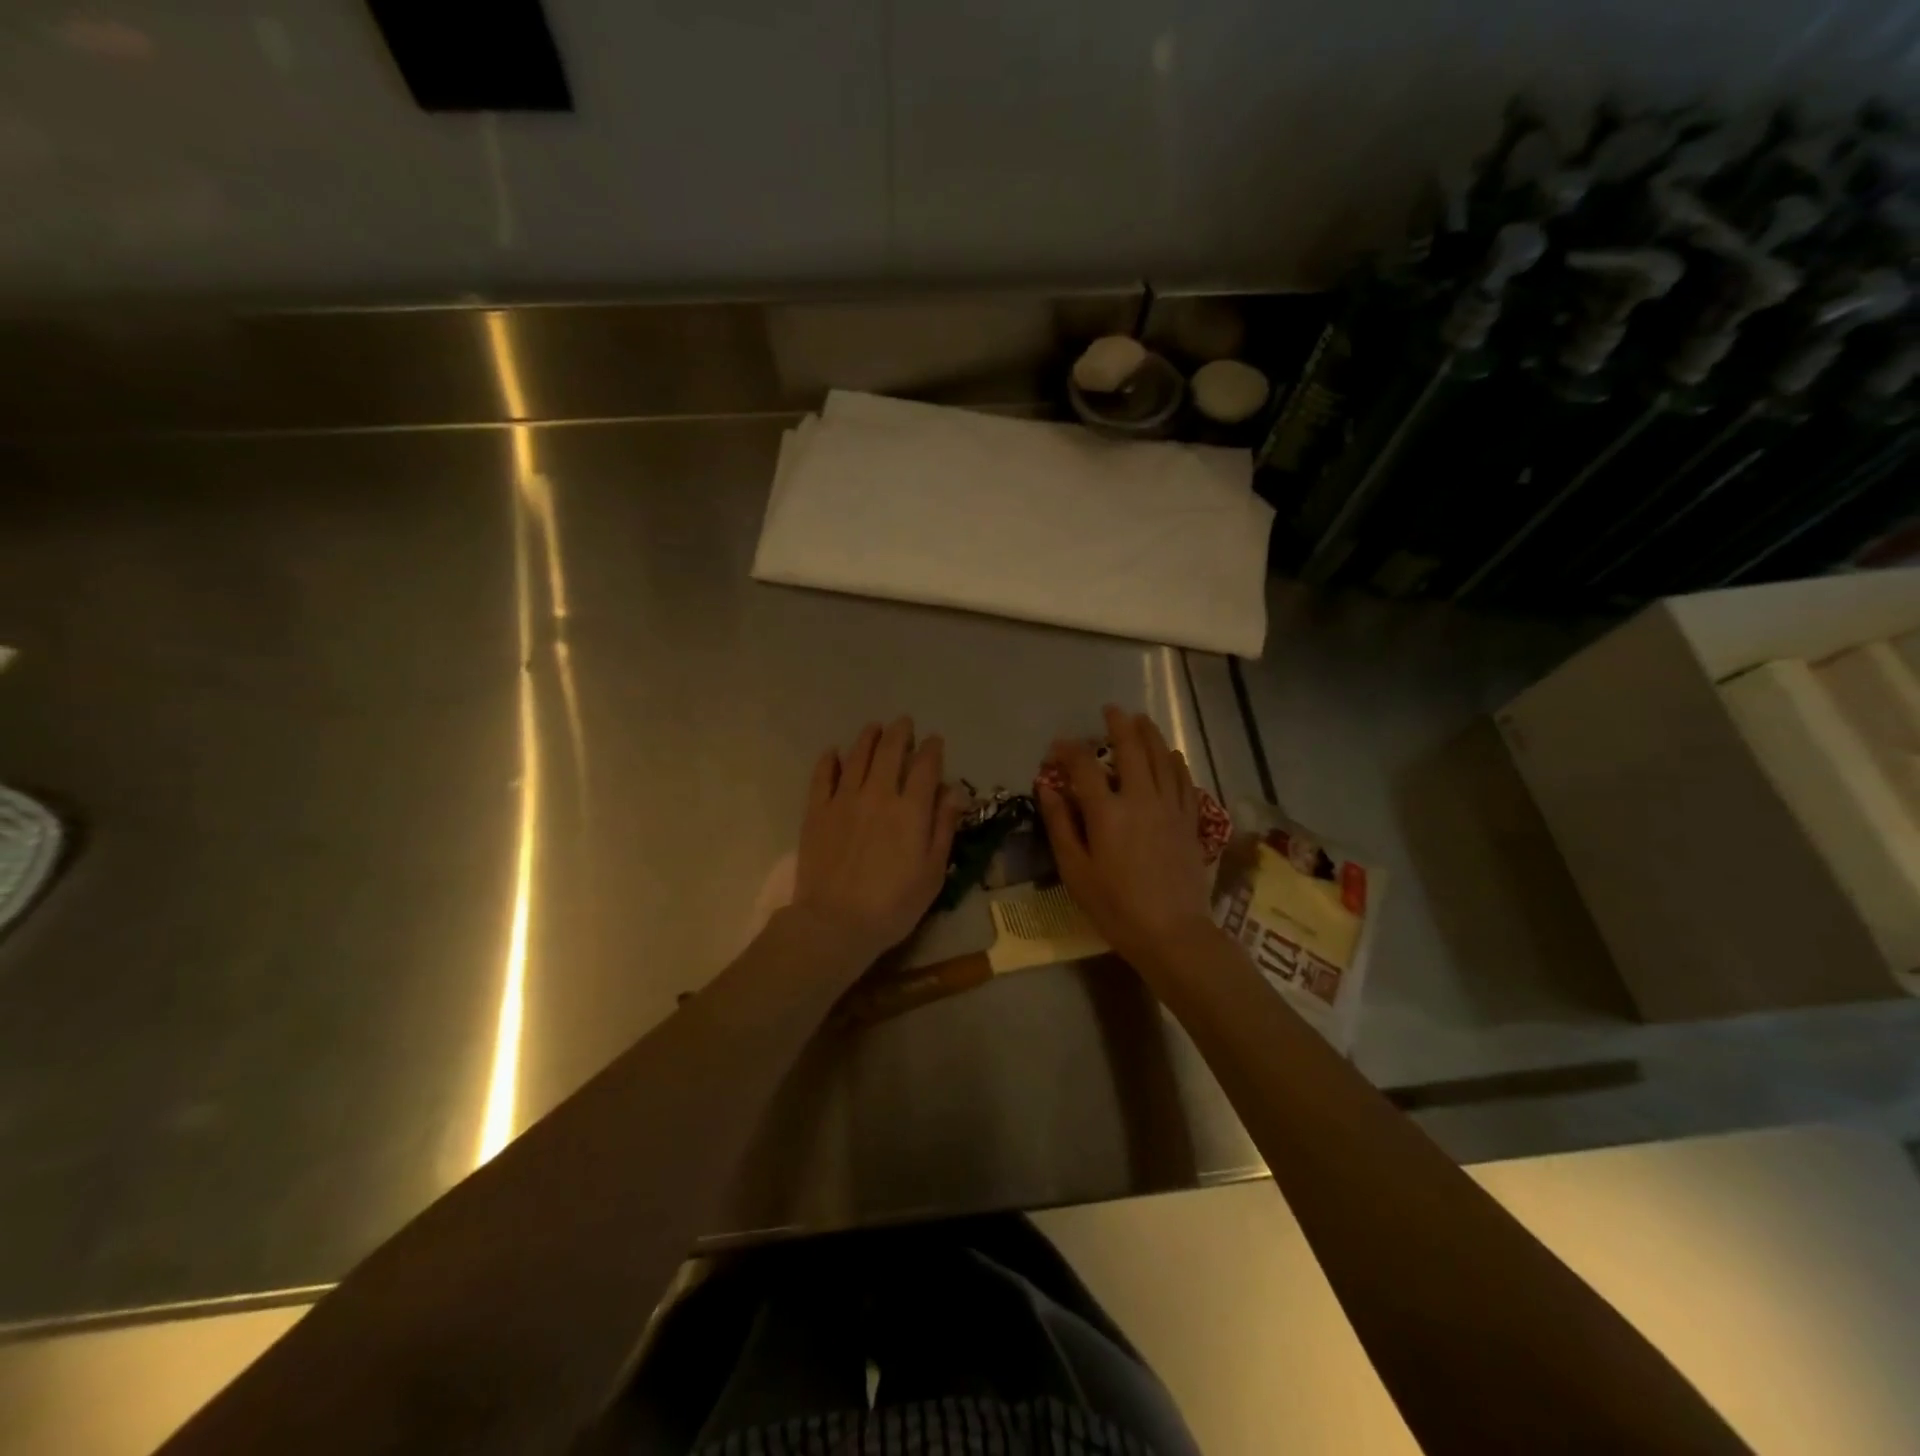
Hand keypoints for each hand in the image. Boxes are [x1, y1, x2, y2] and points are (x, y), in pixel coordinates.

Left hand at [790, 718, 962, 965]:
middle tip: (904, 723)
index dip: (931, 749)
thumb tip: (953, 791)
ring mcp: (844, 800)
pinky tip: (834, 753)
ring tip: (874, 727)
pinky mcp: (817, 811)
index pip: (925, 766)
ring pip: (857, 756)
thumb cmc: (893, 904)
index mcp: (911, 809)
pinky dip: (830, 760)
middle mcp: (878, 794)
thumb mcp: (933, 872)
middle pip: (890, 751)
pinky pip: (823, 776)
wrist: (836, 923)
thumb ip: (944, 827)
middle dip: (900, 733)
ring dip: (868, 737)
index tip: (934, 740)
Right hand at [1036, 706, 1214, 974]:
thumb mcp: (1075, 870)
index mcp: (1107, 812)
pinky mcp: (1190, 822)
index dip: (1069, 751)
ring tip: (1141, 719)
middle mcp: (1141, 799)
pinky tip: (1172, 755)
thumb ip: (1060, 824)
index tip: (1058, 746)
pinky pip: (1184, 782)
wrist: (1172, 933)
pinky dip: (1176, 763)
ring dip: (1150, 735)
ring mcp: (1170, 808)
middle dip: (1119, 726)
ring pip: (1162, 759)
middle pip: (1131, 750)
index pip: (1084, 767)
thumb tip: (1047, 787)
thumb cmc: (1115, 907)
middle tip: (1110, 710)